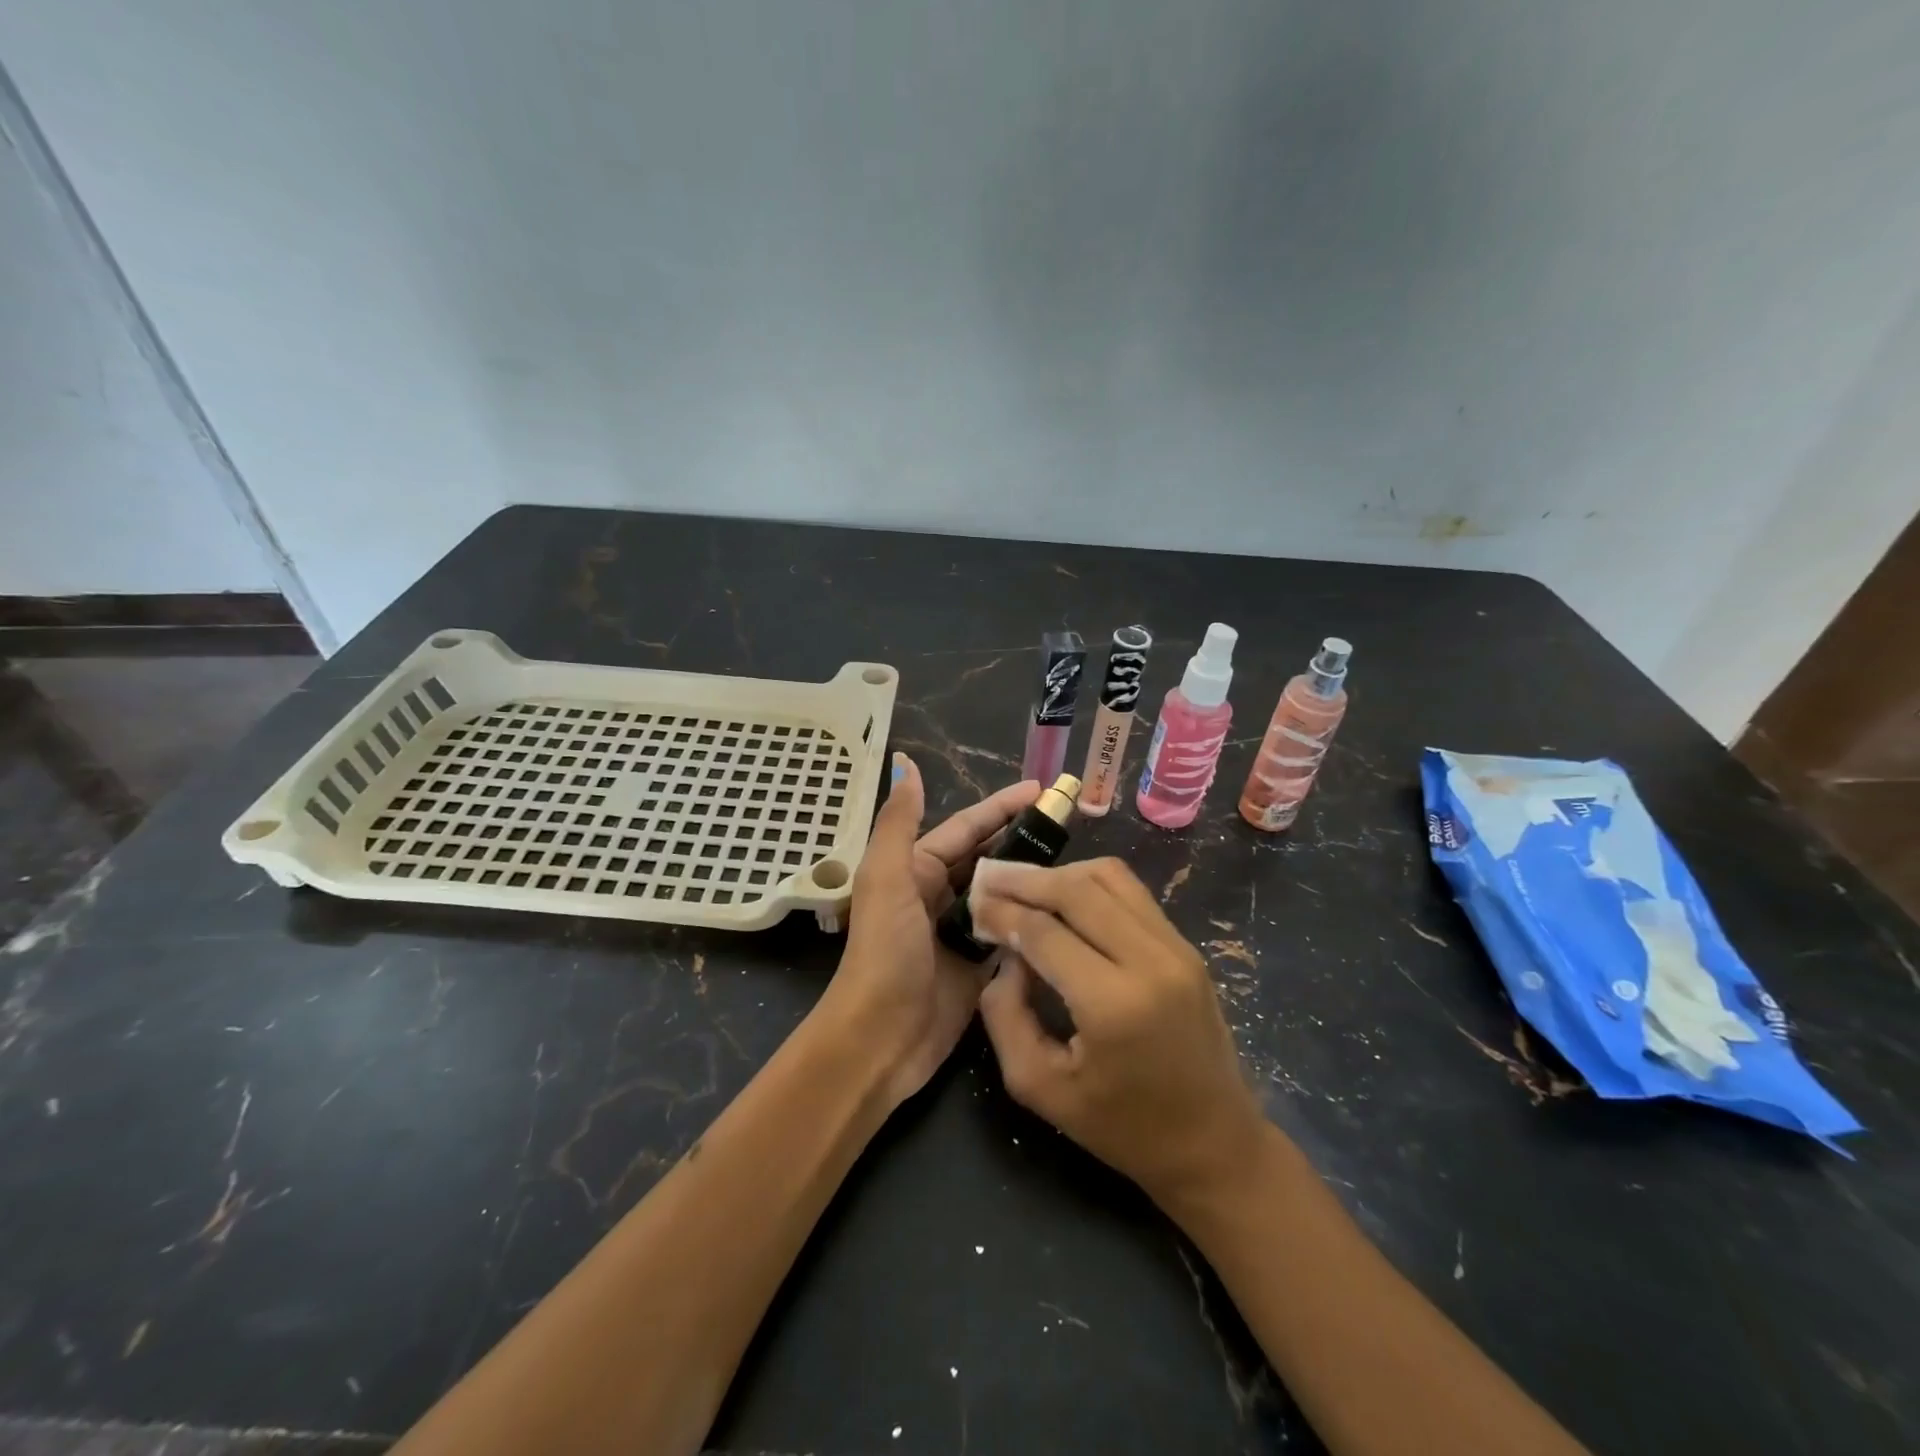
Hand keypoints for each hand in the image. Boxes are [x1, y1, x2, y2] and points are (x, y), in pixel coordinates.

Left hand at [818, 754, 1040, 1107]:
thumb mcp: (887, 880)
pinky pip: (1010, 932)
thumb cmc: (883, 953)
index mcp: (916, 869)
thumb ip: (899, 822)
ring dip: (1032, 877)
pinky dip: (1031, 920)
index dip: (1002, 806)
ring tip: (1076, 862)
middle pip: (989, 857)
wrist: (880, 1038)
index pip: (967, 828)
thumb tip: (905, 763)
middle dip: (1023, 837)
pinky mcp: (978, 965)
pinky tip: (1064, 910)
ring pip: (1003, 893)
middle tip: (1070, 823)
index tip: (1041, 790)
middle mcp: (939, 894)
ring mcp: (960, 931)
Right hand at [973, 858, 1268, 1208]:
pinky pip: (1132, 893)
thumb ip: (1005, 1015)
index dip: (1002, 912)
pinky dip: (1091, 885)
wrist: (1215, 1144)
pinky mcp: (1187, 946)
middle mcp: (1150, 961)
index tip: (974, 905)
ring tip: (1026, 888)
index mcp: (1113, 1004)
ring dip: (1061, 875)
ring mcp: (1176, 948)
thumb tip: (1005, 956)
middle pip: (1077, 889)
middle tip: (991, 880)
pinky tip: (1066, 900)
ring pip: (1109, 876)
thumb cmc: (1122, 1127)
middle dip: (1026, 880)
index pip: (1044, 931)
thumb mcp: (1040, 1087)